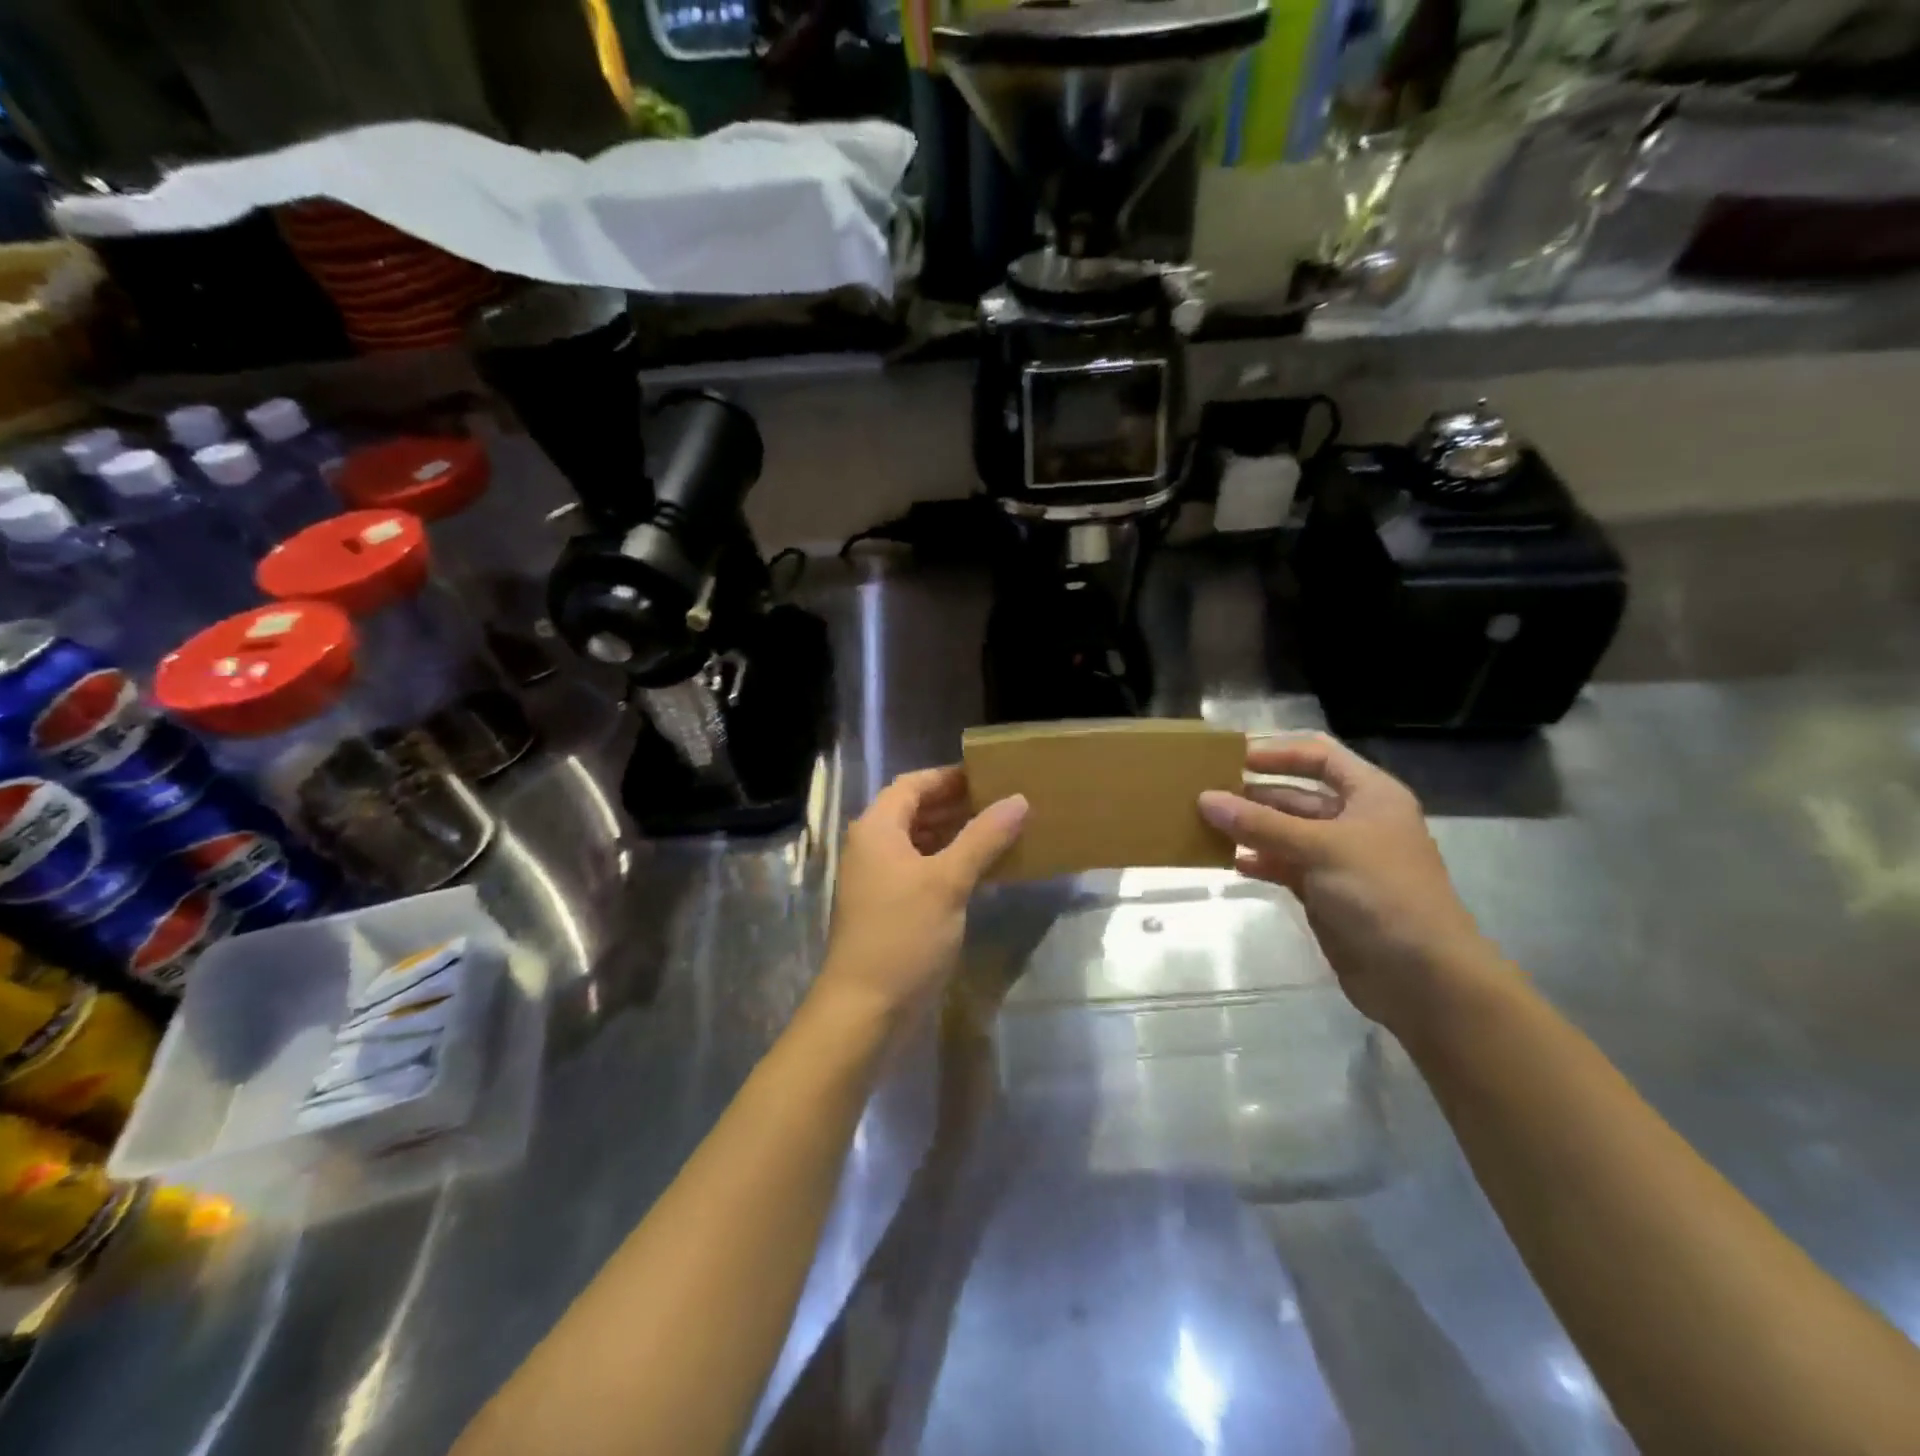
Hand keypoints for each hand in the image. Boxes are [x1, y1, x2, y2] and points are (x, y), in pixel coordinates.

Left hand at [820, 767, 1027, 1018]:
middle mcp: (874, 846)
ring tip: (1001, 830)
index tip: (990, 776)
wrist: (865, 1009)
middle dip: (957, 804)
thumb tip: (1019, 800)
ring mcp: (880, 879)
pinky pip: (924, 870)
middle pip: (916, 811)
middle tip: (1003, 802)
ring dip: (957, 834)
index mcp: (877, 829)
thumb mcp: (947, 882)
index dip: (949, 777)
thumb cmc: (903, 935)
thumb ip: (983, 837)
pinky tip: (985, 870)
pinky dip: (951, 863)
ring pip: (921, 842)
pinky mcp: (891, 907)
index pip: (913, 784)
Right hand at [1198, 733, 1500, 1032]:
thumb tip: (1205, 799)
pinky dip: (1259, 861)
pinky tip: (1230, 861)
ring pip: (1286, 832)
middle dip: (1254, 794)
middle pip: (1297, 795)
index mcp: (1370, 795)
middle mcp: (1355, 821)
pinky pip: (1284, 866)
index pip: (1320, 757)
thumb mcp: (1320, 848)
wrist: (1422, 977)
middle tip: (1205, 793)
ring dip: (1251, 828)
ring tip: (1205, 825)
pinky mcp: (1325, 893)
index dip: (1278, 753)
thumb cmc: (1381, 893)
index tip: (1232, 757)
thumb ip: (1260, 823)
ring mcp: (1339, 859)